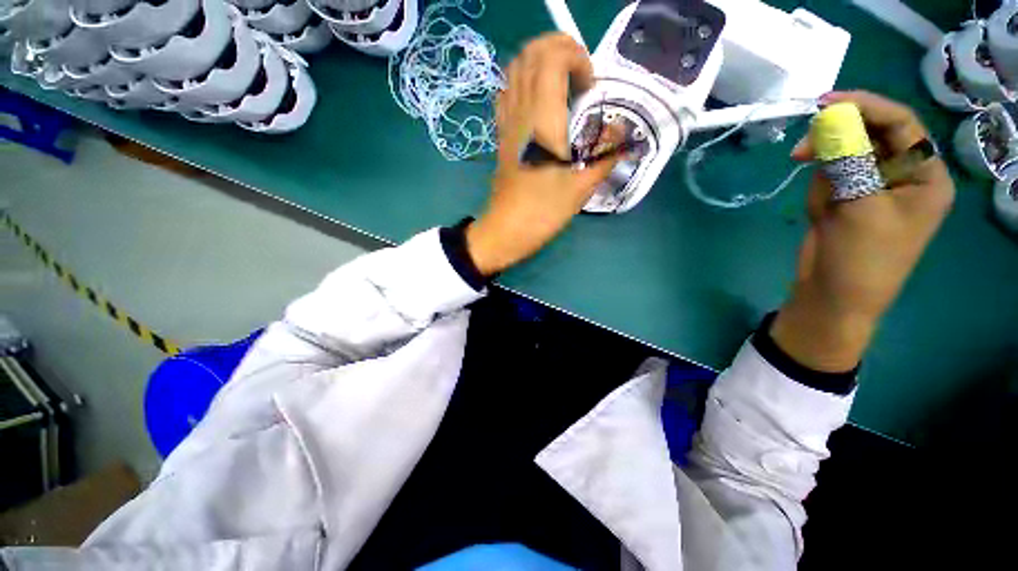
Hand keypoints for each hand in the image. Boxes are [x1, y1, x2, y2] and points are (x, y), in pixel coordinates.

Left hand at [465, 34, 621, 275]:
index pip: (552, 58)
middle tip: (580, 76)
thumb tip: (623, 134)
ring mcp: (506, 123)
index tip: (590, 86)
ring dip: (540, 63)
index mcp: (543, 121)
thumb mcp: (582, 187)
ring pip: (515, 69)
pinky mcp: (501, 135)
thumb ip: (606, 155)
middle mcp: (521, 113)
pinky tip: (539, 103)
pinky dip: (524, 83)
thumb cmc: (544, 211)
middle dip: (559, 49)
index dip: (576, 57)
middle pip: (531, 53)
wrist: (507, 230)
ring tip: (562, 85)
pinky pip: (507, 93)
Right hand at [771, 91, 955, 371]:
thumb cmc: (860, 259)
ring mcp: (873, 187)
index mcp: (925, 176)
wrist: (832, 297)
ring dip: (827, 169)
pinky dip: (820, 187)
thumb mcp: (860, 207)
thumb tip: (829, 118)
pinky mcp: (847, 198)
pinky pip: (831, 175)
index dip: (866, 107)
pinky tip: (820, 211)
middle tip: (804, 150)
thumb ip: (848, 159)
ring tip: (821, 202)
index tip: (826, 103)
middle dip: (838, 138)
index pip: (902, 124)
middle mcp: (903, 175)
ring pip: (846, 154)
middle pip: (872, 135)